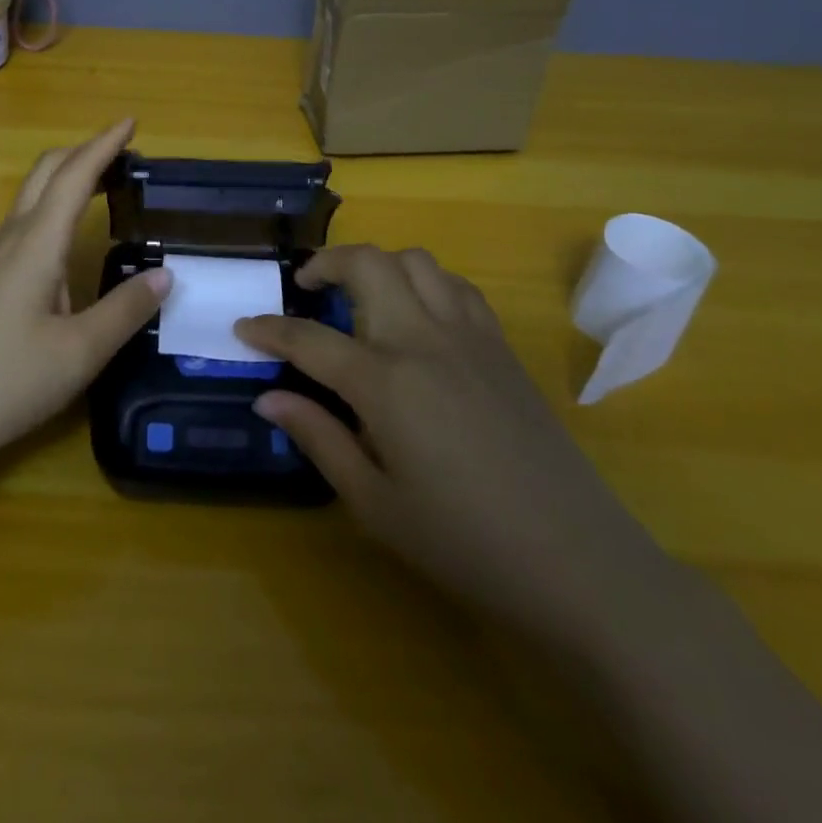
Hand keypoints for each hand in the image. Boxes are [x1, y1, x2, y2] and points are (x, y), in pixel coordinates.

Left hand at [0, 118, 170, 468]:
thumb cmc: (4, 381)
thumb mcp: (79, 353)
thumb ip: (125, 311)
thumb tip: (164, 275)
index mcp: (35, 244)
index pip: (73, 176)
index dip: (104, 145)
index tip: (131, 121)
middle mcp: (11, 240)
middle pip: (44, 174)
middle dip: (83, 152)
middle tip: (123, 153)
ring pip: (31, 199)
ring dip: (67, 180)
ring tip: (104, 188)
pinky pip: (25, 227)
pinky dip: (54, 211)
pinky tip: (68, 245)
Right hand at [239, 245, 667, 630]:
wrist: (577, 561)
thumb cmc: (463, 541)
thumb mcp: (374, 503)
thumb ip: (318, 439)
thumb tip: (268, 398)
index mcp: (385, 381)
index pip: (309, 338)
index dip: (269, 329)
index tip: (244, 328)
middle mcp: (423, 339)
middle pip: (367, 264)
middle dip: (325, 262)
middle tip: (305, 285)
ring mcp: (469, 335)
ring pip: (415, 261)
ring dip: (378, 265)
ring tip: (360, 296)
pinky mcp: (501, 345)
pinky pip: (456, 286)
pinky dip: (424, 281)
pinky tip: (417, 315)